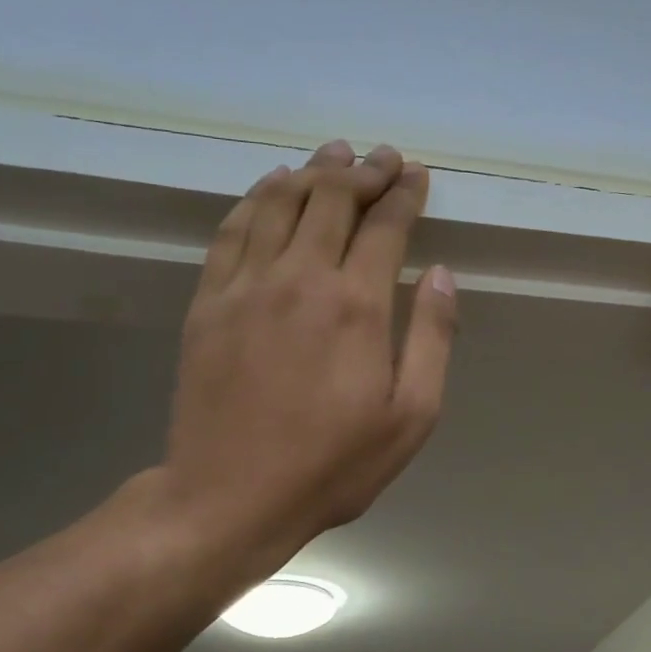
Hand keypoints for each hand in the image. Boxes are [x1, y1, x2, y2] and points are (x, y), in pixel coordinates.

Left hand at [151, 141, 456, 594]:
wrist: (229, 497)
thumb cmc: (333, 465)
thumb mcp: (411, 417)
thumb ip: (431, 338)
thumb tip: (441, 274)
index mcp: (356, 305)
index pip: (384, 226)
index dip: (404, 194)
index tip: (416, 174)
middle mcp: (300, 279)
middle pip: (332, 200)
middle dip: (363, 171)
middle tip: (382, 156)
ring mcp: (246, 286)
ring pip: (280, 204)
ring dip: (312, 171)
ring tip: (333, 154)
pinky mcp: (209, 302)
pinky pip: (233, 230)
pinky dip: (257, 199)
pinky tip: (271, 188)